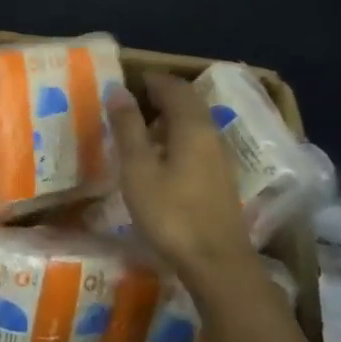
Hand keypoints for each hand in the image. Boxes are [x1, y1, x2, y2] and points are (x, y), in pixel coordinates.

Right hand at [107, 72, 254, 282]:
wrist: (216, 262)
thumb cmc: (170, 212)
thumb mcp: (138, 168)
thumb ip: (128, 128)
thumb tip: (118, 90)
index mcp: (192, 126)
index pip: (175, 88)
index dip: (152, 79)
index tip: (129, 79)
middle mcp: (211, 135)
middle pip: (189, 103)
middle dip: (163, 95)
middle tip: (133, 99)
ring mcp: (220, 158)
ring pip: (196, 123)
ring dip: (171, 117)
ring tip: (142, 126)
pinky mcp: (221, 179)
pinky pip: (199, 143)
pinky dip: (179, 136)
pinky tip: (162, 156)